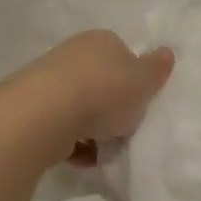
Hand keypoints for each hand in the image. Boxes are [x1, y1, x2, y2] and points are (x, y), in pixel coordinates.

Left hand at [28, 30, 173, 163]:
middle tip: (125, 128)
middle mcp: (73, 55)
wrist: (46, 114)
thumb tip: (166, 52)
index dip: (133, 79)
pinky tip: (84, 159)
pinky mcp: (33, 110)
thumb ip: (157, 69)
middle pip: (100, 82)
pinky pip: (62, 128)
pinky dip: (74, 144)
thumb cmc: (104, 91)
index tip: (140, 102)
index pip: (122, 54)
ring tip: (105, 150)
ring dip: (93, 129)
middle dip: (112, 107)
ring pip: (80, 107)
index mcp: (101, 41)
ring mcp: (49, 82)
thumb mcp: (144, 81)